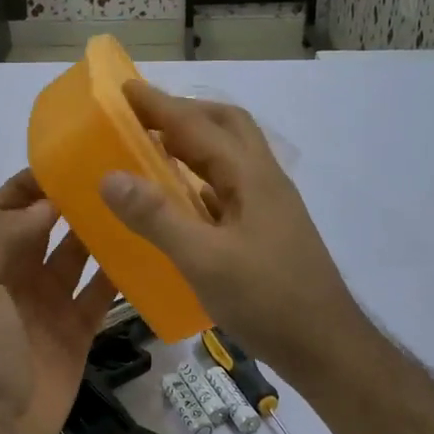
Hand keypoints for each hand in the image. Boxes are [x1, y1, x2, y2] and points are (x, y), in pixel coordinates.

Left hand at [0, 171, 116, 433]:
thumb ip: (4, 237)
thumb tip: (47, 202)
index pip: (5, 209)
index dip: (29, 185)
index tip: (67, 160)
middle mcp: (19, 276)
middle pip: (47, 228)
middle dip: (72, 202)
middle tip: (114, 175)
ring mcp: (50, 305)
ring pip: (78, 257)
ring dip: (99, 234)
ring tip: (135, 204)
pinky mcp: (76, 332)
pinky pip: (100, 296)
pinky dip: (120, 276)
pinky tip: (147, 252)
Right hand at [100, 81, 367, 387]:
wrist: (324, 344)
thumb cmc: (267, 299)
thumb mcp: (204, 259)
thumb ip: (156, 217)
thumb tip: (109, 177)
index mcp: (250, 176)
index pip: (199, 125)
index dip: (160, 105)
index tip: (124, 88)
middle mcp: (263, 180)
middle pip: (226, 126)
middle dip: (184, 113)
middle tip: (142, 117)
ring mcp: (268, 205)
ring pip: (229, 156)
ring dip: (194, 143)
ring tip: (153, 150)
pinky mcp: (266, 229)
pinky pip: (228, 187)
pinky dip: (200, 178)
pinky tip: (180, 199)